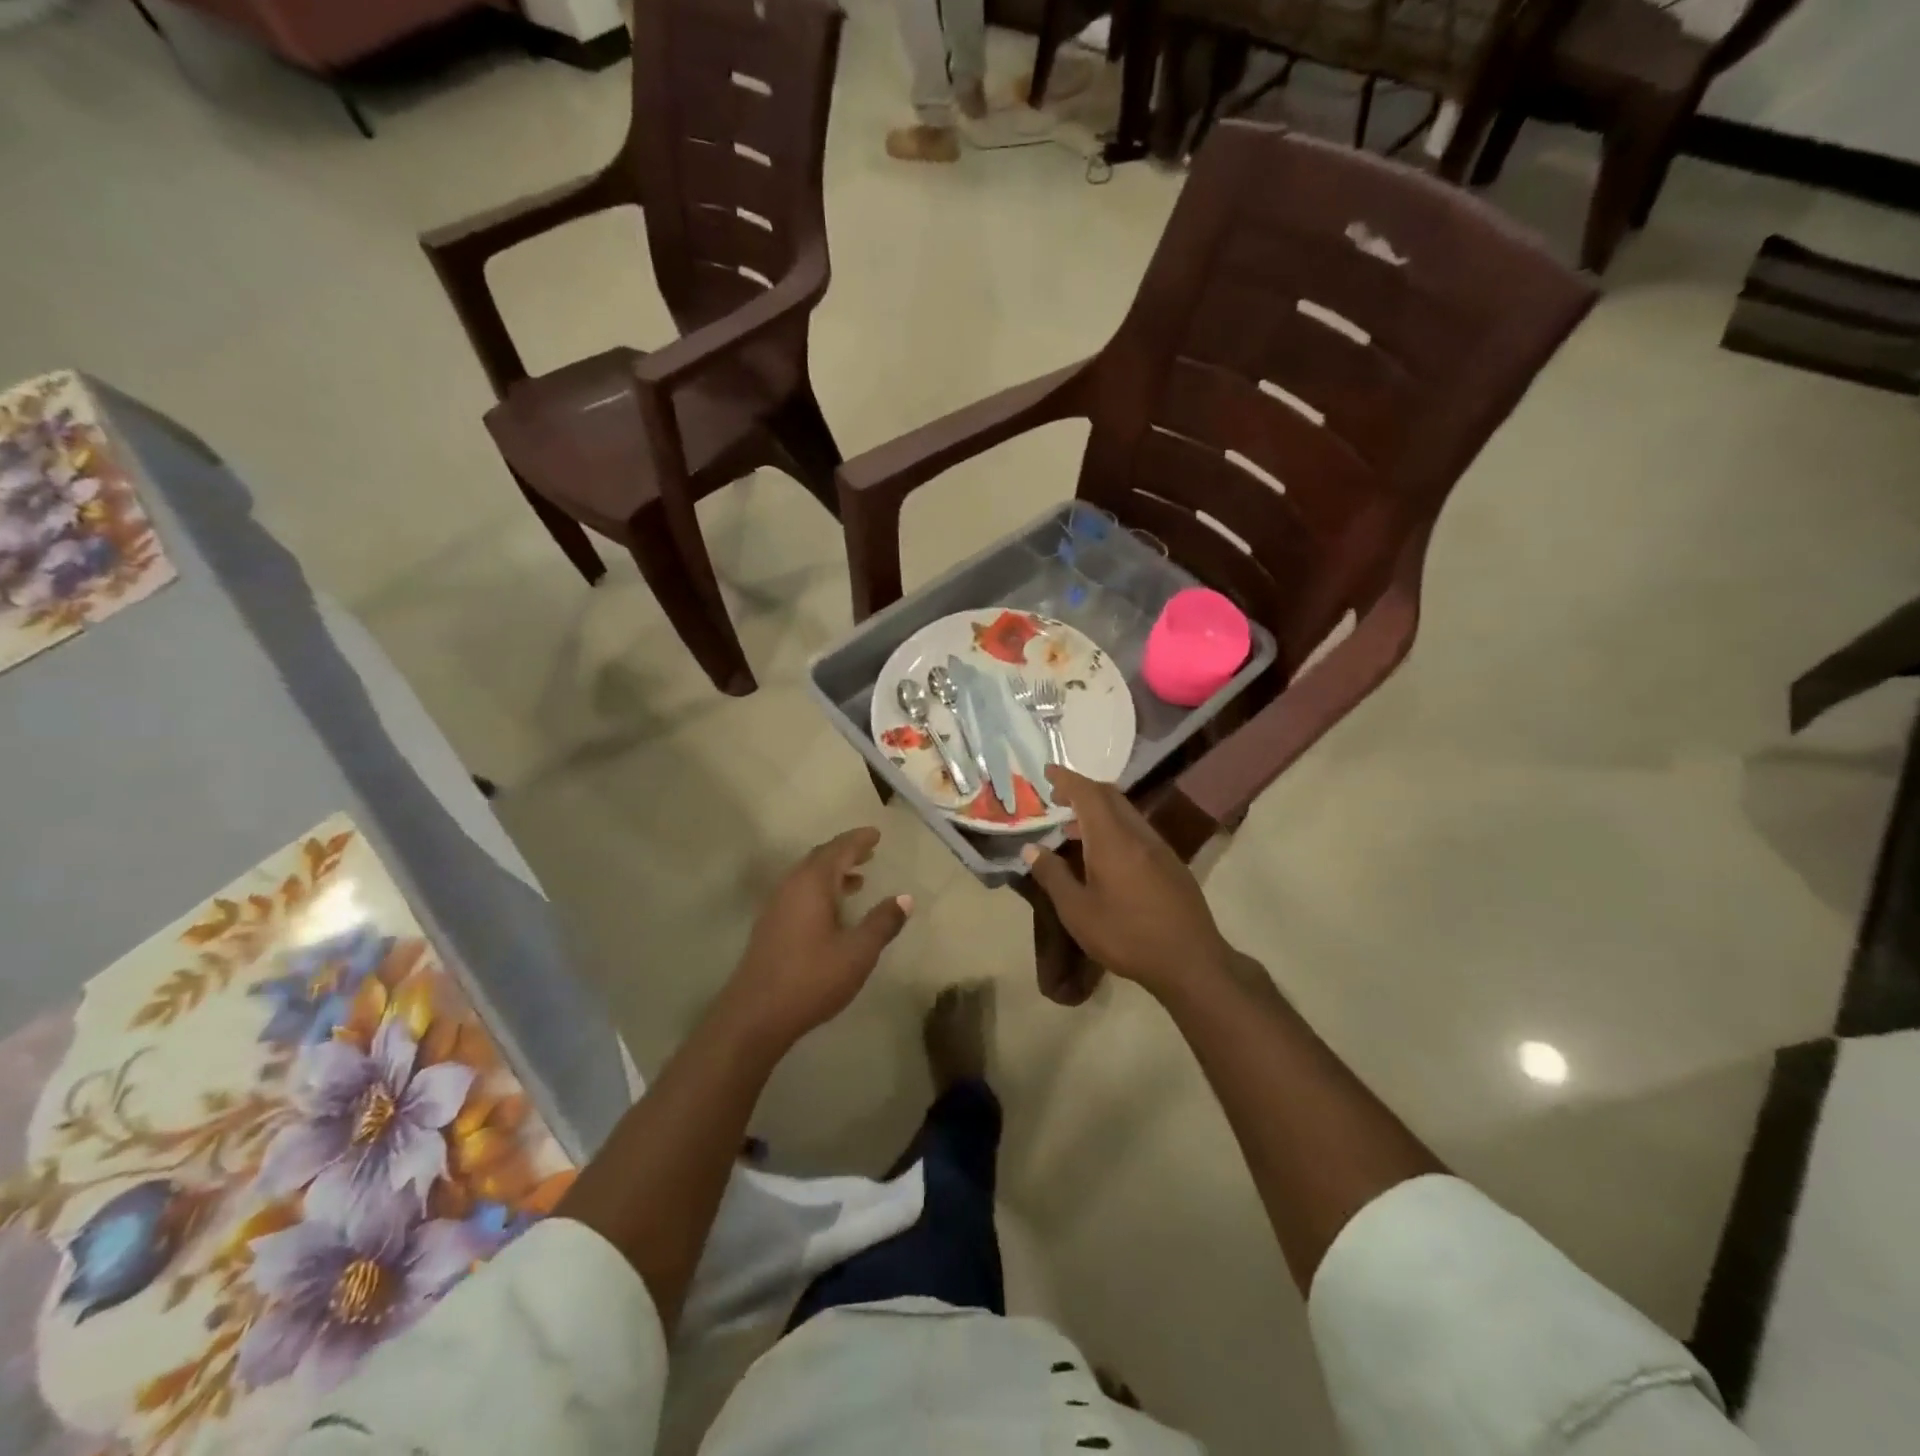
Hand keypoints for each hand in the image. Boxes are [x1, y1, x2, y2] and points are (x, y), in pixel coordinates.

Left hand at [722, 828, 912, 1051]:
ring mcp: (776, 906)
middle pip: (820, 858)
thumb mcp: (858, 952)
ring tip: (857, 879)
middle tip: (869, 851)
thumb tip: (905, 898)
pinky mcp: (770, 926)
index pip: (839, 849)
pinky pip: (799, 893)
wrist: (755, 1015)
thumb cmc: (812, 978)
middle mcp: (791, 886)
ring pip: (808, 876)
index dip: (859, 840)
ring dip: (833, 873)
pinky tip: (833, 911)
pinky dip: (820, 890)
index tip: (876, 834)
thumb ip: (882, 923)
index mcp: (813, 883)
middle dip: (845, 852)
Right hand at [1023, 766, 1233, 999]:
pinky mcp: (1171, 864)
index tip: (1047, 771)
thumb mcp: (1078, 912)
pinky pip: (1137, 831)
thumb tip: (1031, 849)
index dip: (1066, 779)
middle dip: (1081, 790)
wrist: (1191, 962)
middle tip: (1056, 798)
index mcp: (1112, 840)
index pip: (1087, 793)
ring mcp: (1159, 848)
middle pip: (1110, 797)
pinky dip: (1115, 828)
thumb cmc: (1127, 936)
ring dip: (1098, 811)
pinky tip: (1104, 856)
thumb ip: (1053, 876)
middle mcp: (1138, 834)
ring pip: (1126, 813)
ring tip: (1073, 830)